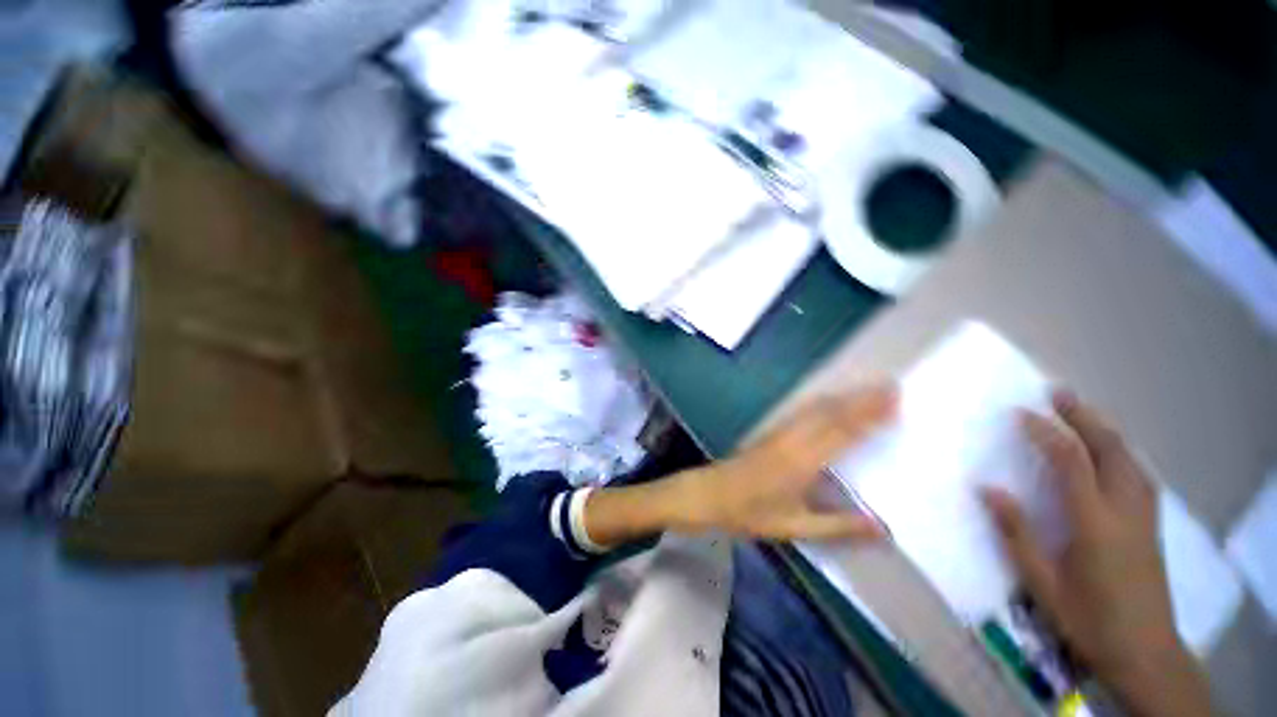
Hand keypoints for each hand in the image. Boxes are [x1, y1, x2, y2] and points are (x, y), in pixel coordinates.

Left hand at [668, 384, 896, 541]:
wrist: (709, 494)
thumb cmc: (750, 513)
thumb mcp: (795, 526)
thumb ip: (838, 526)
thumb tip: (883, 528)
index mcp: (801, 461)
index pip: (841, 432)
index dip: (868, 415)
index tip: (893, 400)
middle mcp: (792, 439)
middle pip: (830, 413)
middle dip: (860, 398)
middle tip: (890, 385)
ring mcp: (778, 432)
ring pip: (814, 408)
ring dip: (842, 396)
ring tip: (867, 388)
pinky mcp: (769, 431)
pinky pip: (801, 411)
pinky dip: (821, 402)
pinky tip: (828, 400)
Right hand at [982, 390, 1211, 716]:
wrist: (1145, 652)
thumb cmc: (1088, 619)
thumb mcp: (1043, 584)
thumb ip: (1017, 534)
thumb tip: (987, 489)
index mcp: (1096, 524)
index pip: (1072, 462)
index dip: (1047, 433)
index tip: (1021, 414)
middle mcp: (1126, 510)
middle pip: (1111, 450)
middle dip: (1084, 417)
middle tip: (1058, 393)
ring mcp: (1145, 516)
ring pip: (1130, 459)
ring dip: (1104, 430)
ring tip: (1081, 412)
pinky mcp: (1152, 524)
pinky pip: (1138, 473)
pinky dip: (1121, 451)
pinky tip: (1111, 451)